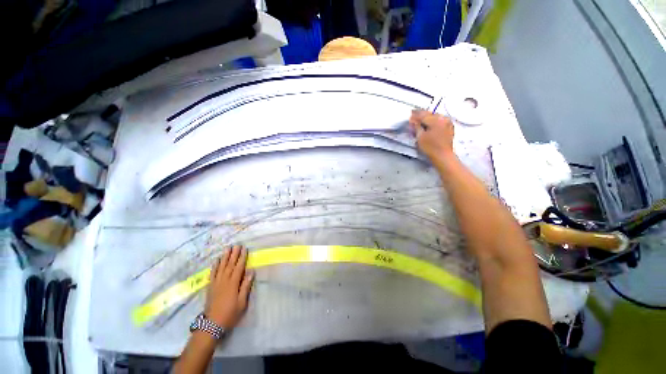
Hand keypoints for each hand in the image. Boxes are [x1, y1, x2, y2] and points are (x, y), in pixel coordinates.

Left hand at [204, 245, 253, 328]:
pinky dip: (215, 266)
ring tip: (227, 248)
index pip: (239, 267)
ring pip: (221, 267)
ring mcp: (216, 283)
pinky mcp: (210, 287)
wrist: (211, 325)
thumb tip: (251, 272)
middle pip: (230, 265)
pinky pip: (212, 273)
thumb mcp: (242, 302)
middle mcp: (224, 281)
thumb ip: (246, 286)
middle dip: (234, 254)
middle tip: (237, 245)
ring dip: (224, 257)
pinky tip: (216, 260)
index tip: (244, 249)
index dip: (242, 257)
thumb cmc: (230, 314)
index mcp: (233, 284)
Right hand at [409, 109, 454, 162]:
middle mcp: (443, 119)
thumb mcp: (420, 137)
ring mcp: (448, 123)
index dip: (415, 115)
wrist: (443, 156)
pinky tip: (429, 124)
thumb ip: (416, 126)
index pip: (423, 115)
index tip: (410, 114)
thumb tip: (413, 120)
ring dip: (428, 118)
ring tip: (421, 121)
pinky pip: (440, 121)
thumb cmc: (430, 147)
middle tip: (414, 117)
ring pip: (435, 117)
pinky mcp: (449, 128)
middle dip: (421, 115)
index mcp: (435, 120)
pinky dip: (433, 122)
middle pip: (430, 114)